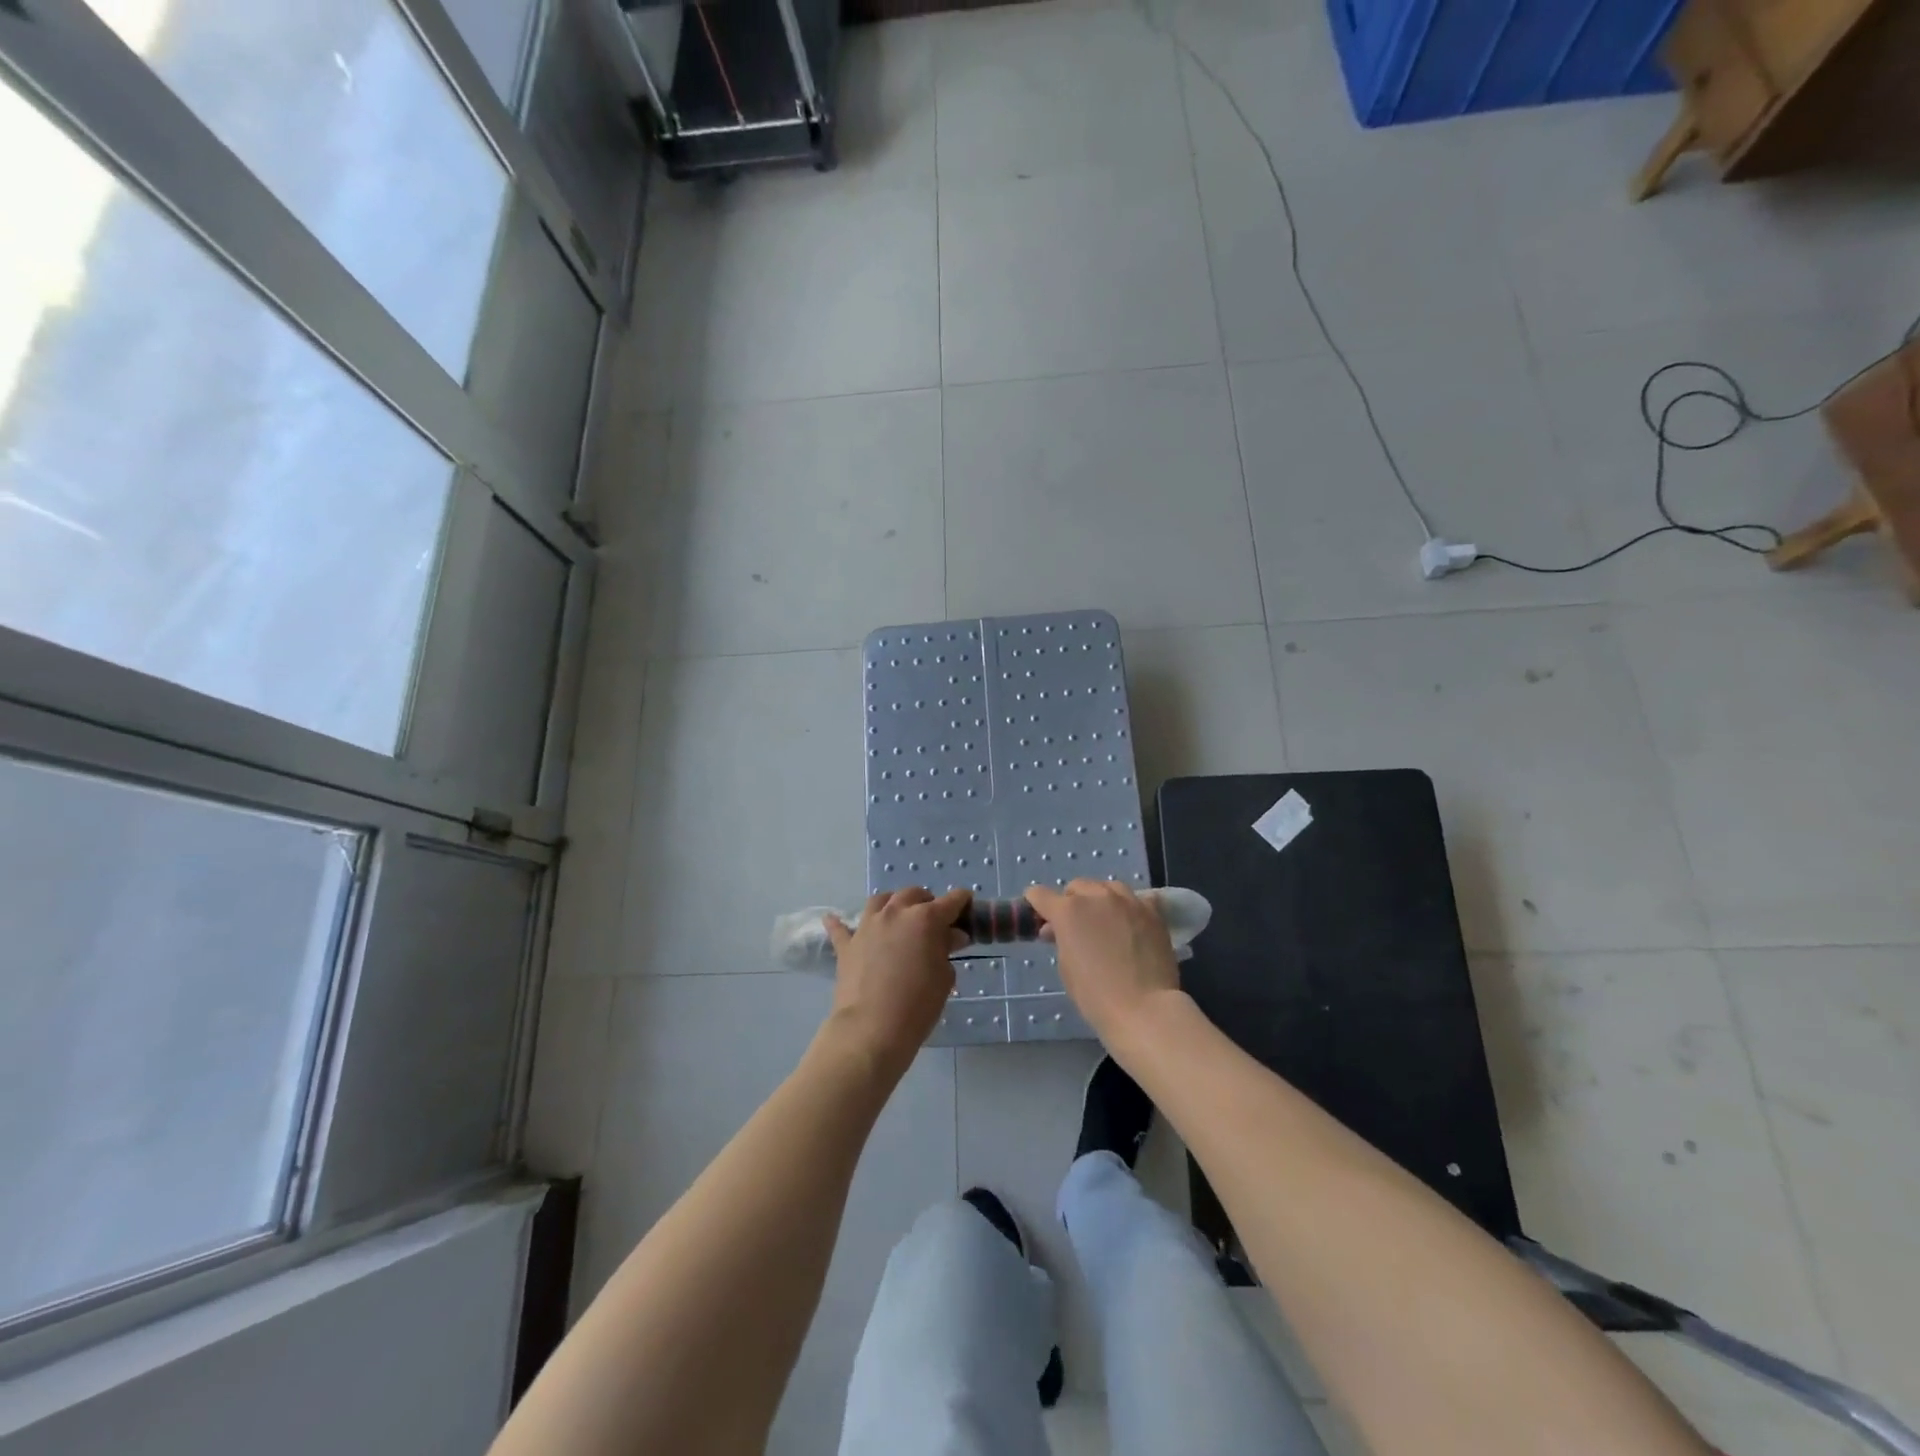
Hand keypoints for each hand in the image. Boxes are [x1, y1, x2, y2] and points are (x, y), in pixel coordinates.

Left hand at [823, 887, 969, 1074]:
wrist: (872, 1028)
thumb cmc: (918, 1005)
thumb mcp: (944, 977)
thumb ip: (946, 950)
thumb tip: (951, 936)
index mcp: (926, 918)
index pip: (952, 901)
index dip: (963, 903)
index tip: (968, 910)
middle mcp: (896, 913)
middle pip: (914, 894)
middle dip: (927, 902)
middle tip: (935, 922)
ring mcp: (868, 925)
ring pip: (881, 900)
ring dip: (893, 904)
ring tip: (898, 918)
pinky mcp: (847, 944)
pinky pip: (841, 927)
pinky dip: (840, 922)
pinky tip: (834, 918)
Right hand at [1024, 880, 1182, 1051]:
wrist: (1144, 1009)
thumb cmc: (1095, 995)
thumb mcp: (1066, 967)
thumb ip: (1060, 940)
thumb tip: (1057, 930)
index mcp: (1068, 911)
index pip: (1040, 895)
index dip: (1035, 904)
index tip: (1038, 915)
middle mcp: (1096, 897)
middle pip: (1076, 886)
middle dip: (1071, 901)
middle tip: (1075, 925)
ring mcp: (1128, 901)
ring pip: (1108, 887)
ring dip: (1100, 898)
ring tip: (1105, 919)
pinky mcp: (1152, 912)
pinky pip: (1137, 899)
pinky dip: (1129, 907)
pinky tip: (1132, 922)